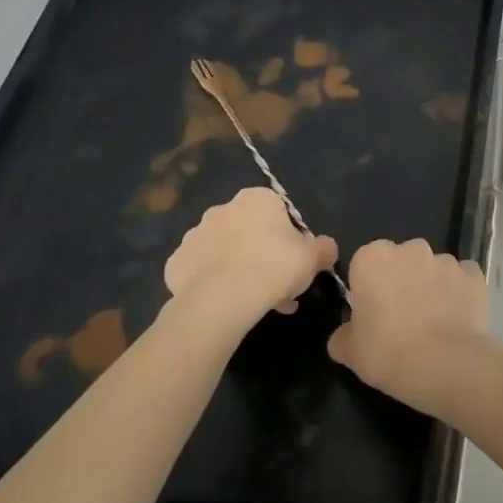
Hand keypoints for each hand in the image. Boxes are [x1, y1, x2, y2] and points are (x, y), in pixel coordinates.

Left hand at [165, 188, 337, 323]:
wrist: (222, 298)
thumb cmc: (274, 267)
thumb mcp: (312, 259)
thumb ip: (323, 248)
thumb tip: (327, 247)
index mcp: (257, 199)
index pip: (277, 212)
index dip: (288, 238)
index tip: (294, 262)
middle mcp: (222, 208)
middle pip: (248, 230)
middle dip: (262, 254)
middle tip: (276, 286)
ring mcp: (194, 234)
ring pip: (224, 251)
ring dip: (237, 268)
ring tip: (252, 301)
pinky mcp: (176, 262)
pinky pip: (200, 271)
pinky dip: (211, 283)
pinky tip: (225, 304)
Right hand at [328, 239, 492, 417]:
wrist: (444, 365)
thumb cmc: (387, 353)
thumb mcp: (349, 352)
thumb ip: (343, 335)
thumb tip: (345, 335)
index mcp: (372, 258)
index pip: (365, 263)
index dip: (369, 287)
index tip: (372, 313)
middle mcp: (410, 249)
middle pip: (402, 260)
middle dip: (402, 280)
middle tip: (402, 317)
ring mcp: (446, 260)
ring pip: (433, 269)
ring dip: (432, 286)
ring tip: (434, 322)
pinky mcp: (474, 275)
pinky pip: (463, 279)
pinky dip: (460, 293)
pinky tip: (458, 318)